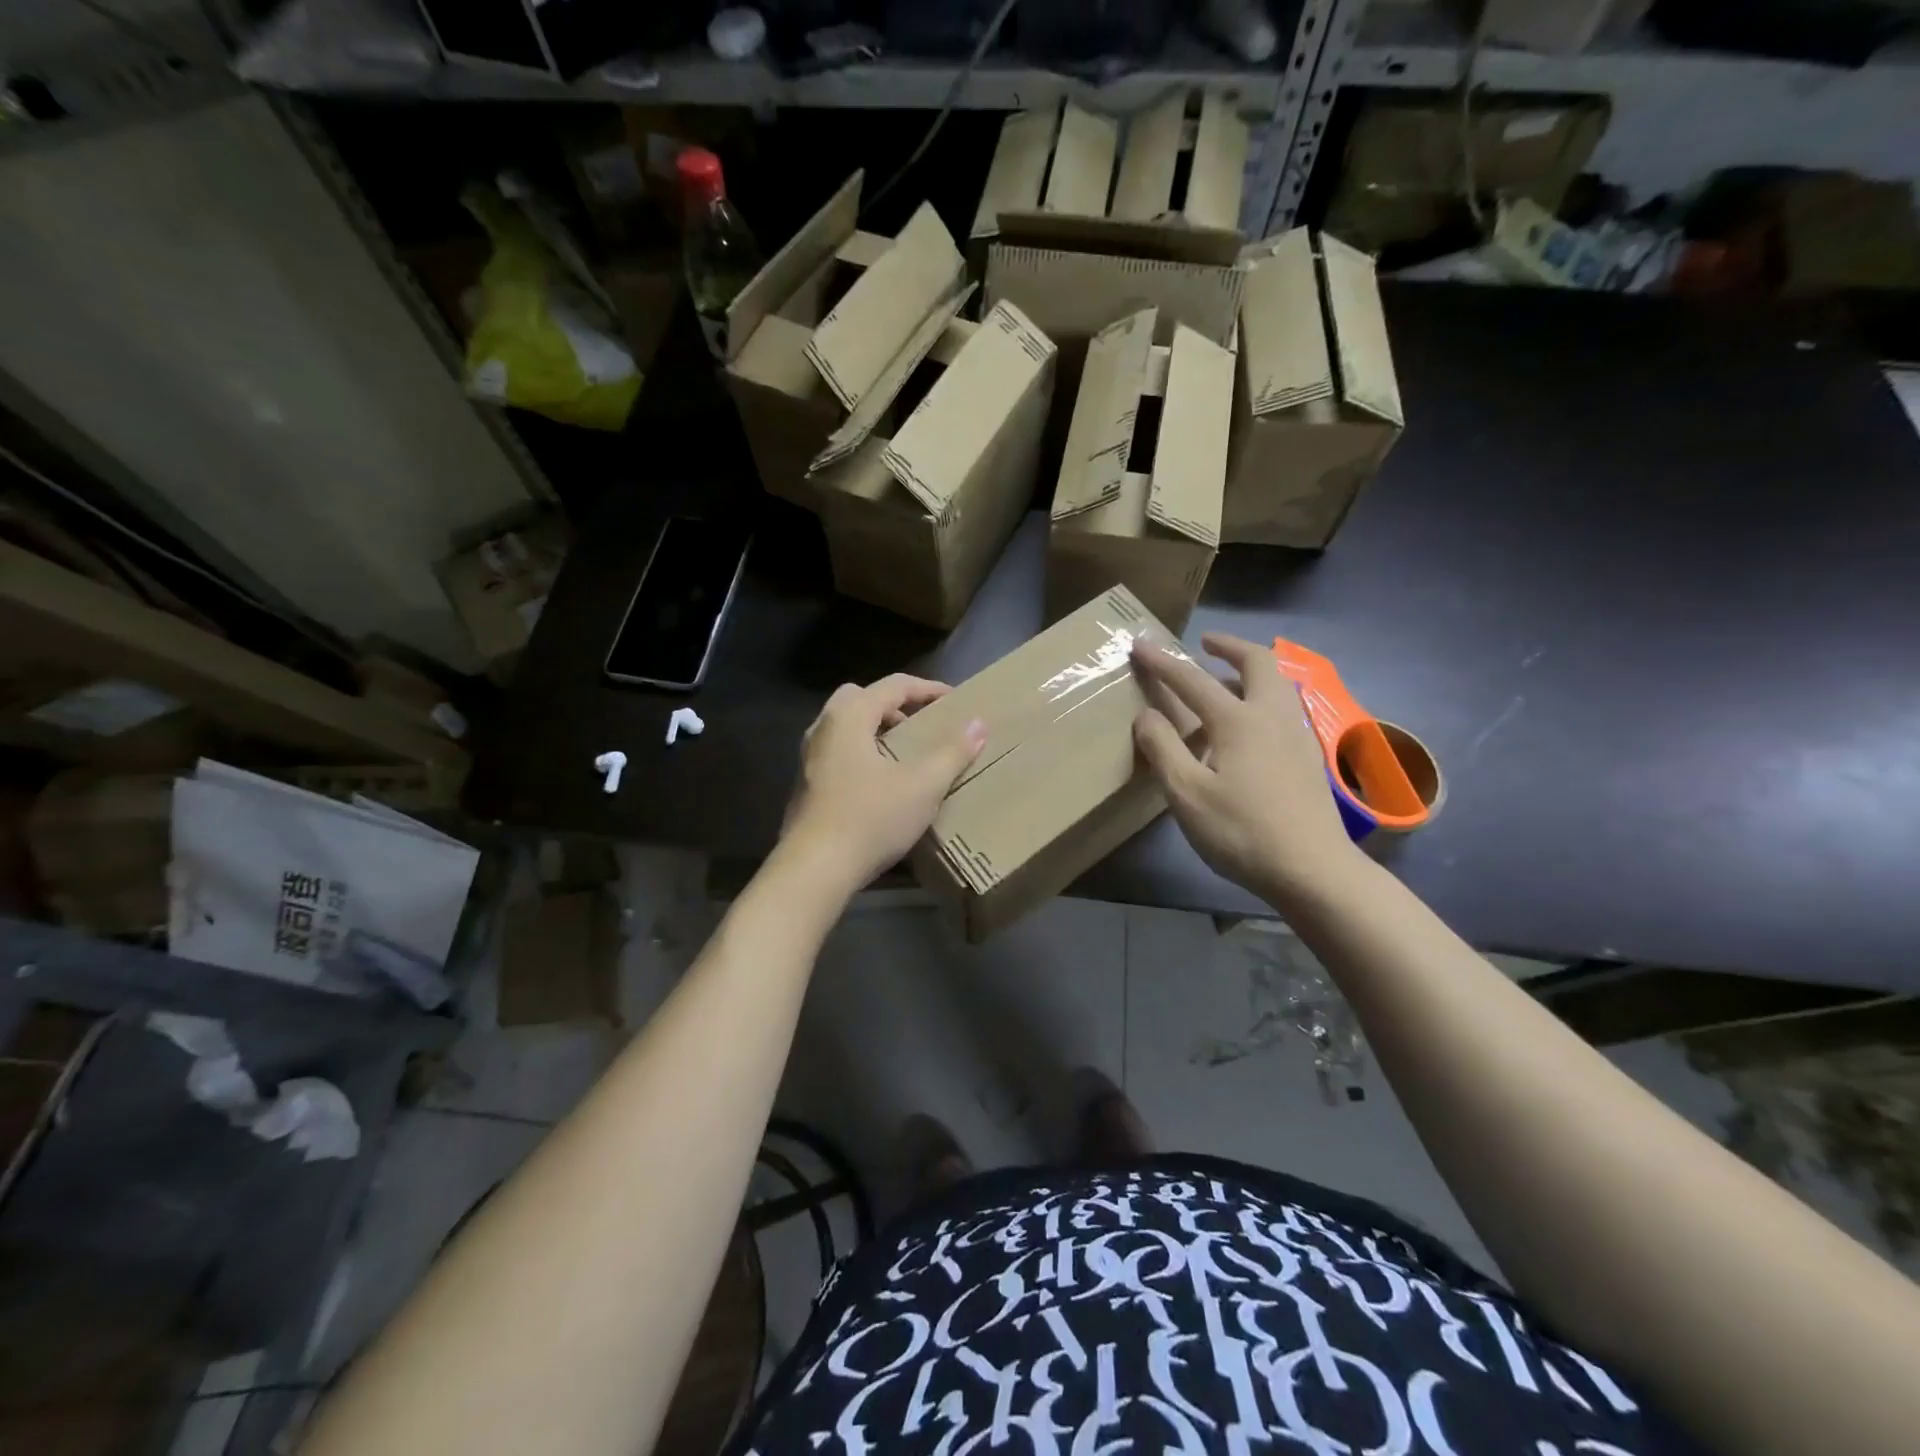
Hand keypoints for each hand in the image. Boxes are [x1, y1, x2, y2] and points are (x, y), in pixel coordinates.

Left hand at [781, 674, 986, 891]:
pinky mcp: (806, 786)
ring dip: (878, 732)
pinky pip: (839, 754)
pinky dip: (863, 755)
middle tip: (922, 726)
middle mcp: (823, 728)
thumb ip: (952, 752)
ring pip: (847, 728)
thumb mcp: (922, 786)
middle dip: (895, 707)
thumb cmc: (870, 818)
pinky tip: (883, 785)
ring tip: (907, 756)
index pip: (894, 685)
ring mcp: (809, 758)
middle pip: (862, 699)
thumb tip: (978, 724)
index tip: (956, 701)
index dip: (928, 689)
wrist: (814, 869)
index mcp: (849, 716)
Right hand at [1131, 633, 1360, 905]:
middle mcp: (1272, 715)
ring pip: (1277, 684)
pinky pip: (1285, 707)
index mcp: (1238, 720)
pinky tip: (1251, 725)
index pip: (1192, 680)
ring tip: (1225, 680)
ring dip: (1250, 669)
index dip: (1163, 662)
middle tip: (1206, 644)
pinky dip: (1263, 696)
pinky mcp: (1310, 757)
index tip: (1141, 645)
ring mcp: (1298, 735)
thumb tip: (1146, 715)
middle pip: (1257, 662)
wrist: (1313, 870)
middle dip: (1229, 646)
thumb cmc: (1241, 832)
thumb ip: (1163, 749)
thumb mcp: (1187, 794)